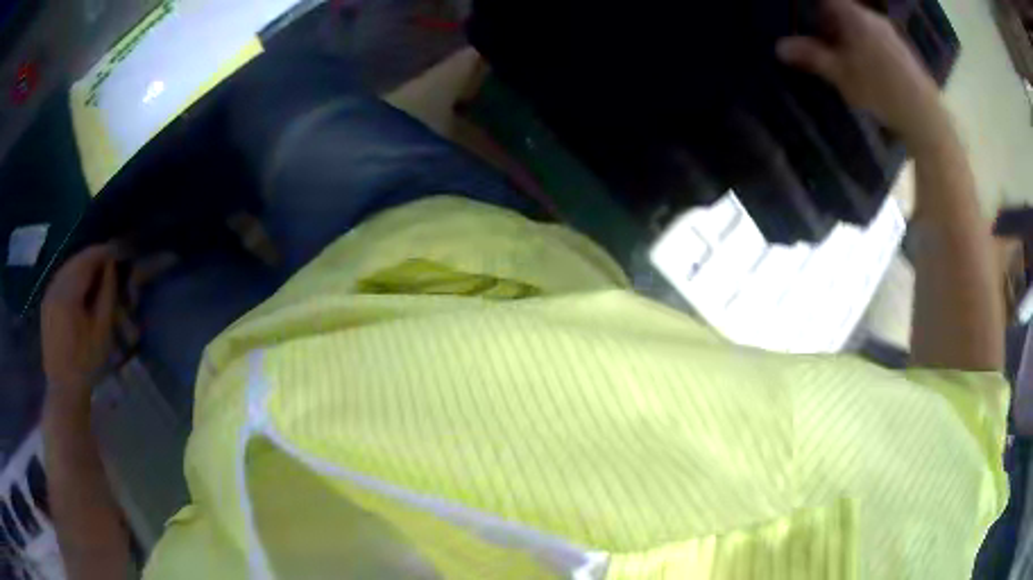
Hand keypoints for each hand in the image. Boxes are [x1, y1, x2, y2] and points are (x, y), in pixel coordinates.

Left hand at [42, 245, 118, 398]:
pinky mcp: (46, 304)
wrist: (64, 391)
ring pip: (67, 269)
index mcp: (67, 293)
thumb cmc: (86, 364)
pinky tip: (81, 287)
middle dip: (93, 258)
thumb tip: (111, 266)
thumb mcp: (102, 331)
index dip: (103, 253)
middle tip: (110, 262)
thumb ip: (106, 294)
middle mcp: (55, 287)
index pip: (87, 260)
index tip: (119, 251)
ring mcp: (48, 295)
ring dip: (82, 267)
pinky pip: (61, 280)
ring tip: (97, 273)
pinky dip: (73, 277)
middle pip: (75, 261)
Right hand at [776, 0, 945, 147]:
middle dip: (829, 24)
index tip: (804, 20)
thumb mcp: (841, 75)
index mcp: (853, 15)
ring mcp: (889, 32)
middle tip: (822, 45)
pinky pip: (876, 38)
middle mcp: (871, 16)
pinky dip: (866, 46)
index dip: (812, 7)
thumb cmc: (880, 90)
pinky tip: (868, 70)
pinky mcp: (902, 50)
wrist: (924, 115)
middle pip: (843, 10)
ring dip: (848, 37)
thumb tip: (779, 47)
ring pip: (860, 25)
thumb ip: (812, 56)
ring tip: (845, 62)